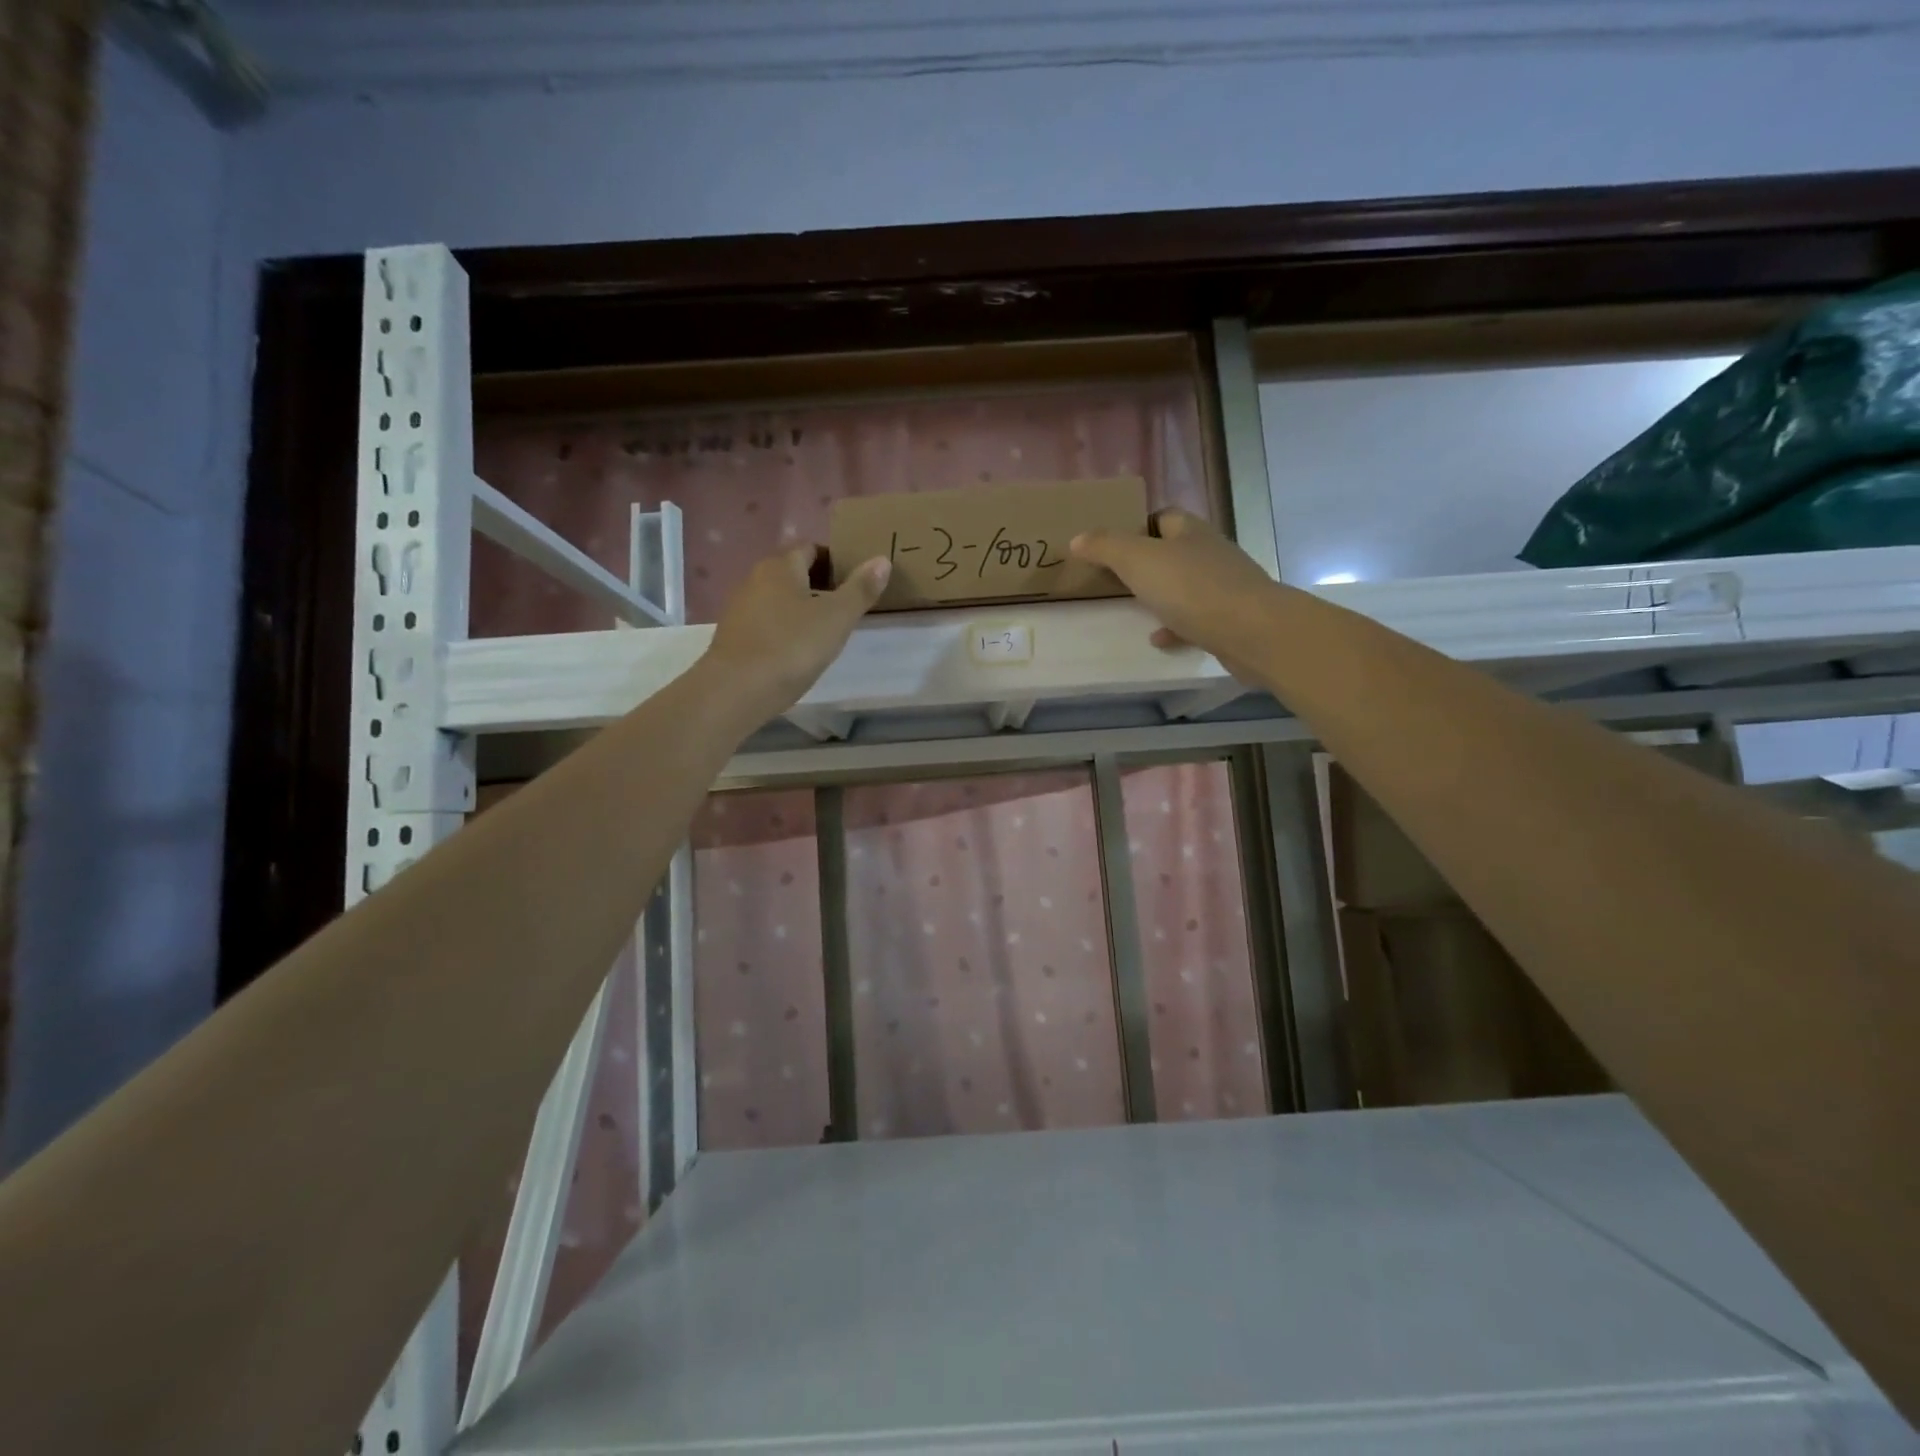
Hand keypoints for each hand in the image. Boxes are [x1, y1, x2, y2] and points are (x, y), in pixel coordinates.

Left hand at [702, 546, 890, 718]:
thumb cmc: (792, 646)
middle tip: (846, 607)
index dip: (835, 560)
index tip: (855, 581)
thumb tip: (882, 560)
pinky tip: (797, 651)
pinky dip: (784, 629)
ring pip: (778, 599)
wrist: (737, 690)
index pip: (811, 548)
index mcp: (781, 566)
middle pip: (793, 573)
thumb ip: (860, 589)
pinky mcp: (734, 636)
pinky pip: (766, 622)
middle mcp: (755, 578)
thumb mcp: (836, 618)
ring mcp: (740, 608)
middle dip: (819, 585)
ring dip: (800, 608)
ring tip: (825, 631)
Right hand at [1070, 509, 1277, 676]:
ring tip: (1135, 607)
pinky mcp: (1231, 619)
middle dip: (1149, 561)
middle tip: (1118, 576)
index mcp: (1190, 532)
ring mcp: (1224, 587)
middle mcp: (1210, 553)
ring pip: (1186, 585)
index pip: (1163, 516)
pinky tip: (1159, 639)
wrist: (1252, 632)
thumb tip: (1078, 538)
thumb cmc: (1192, 588)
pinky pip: (1196, 619)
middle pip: (1175, 550)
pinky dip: (1176, 626)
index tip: (1113, 541)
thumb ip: (1106, 547)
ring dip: (1163, 595)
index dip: (1138, 524)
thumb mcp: (1138, 560)